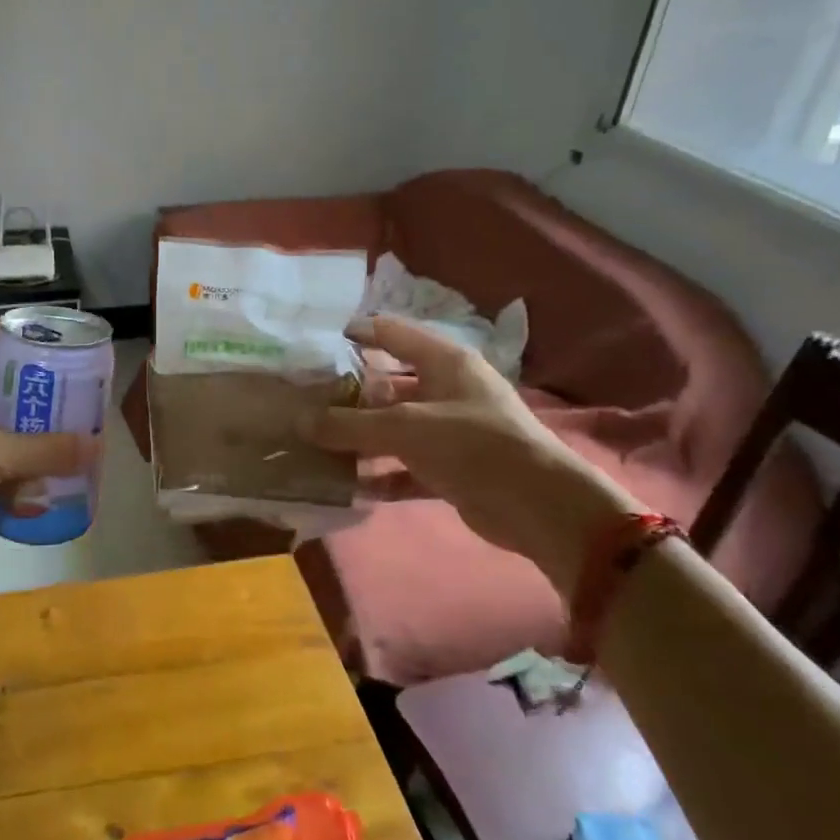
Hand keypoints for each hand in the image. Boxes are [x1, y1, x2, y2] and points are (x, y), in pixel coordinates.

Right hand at [309, 315, 641, 596]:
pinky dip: (382, 474)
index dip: (360, 333)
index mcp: (445, 362)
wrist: (538, 506)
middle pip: (390, 383)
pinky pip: (406, 466)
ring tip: (317, 444)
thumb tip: (301, 422)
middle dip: (351, 394)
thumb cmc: (472, 444)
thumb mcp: (406, 428)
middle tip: (308, 401)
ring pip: (395, 427)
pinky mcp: (452, 469)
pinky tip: (350, 485)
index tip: (321, 343)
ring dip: (361, 438)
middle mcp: (448, 390)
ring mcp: (451, 430)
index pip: (395, 334)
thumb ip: (350, 424)